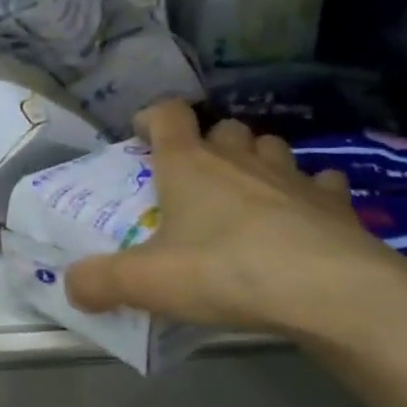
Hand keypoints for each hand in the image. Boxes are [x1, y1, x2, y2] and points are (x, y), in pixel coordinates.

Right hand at [63, 102, 406, 342]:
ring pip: (270, 147)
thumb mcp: (145, 283)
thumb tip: (71, 286)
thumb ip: (98, 281)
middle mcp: (239, 158)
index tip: (141, 135)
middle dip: (207, 144)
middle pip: (222, 127)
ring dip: (255, 161)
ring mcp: (292, 176)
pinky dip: (309, 192)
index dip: (151, 116)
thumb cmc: (226, 271)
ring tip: (246, 194)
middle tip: (194, 179)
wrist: (333, 293)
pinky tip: (303, 217)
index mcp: (188, 164)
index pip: (167, 113)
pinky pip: (319, 183)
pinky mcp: (335, 203)